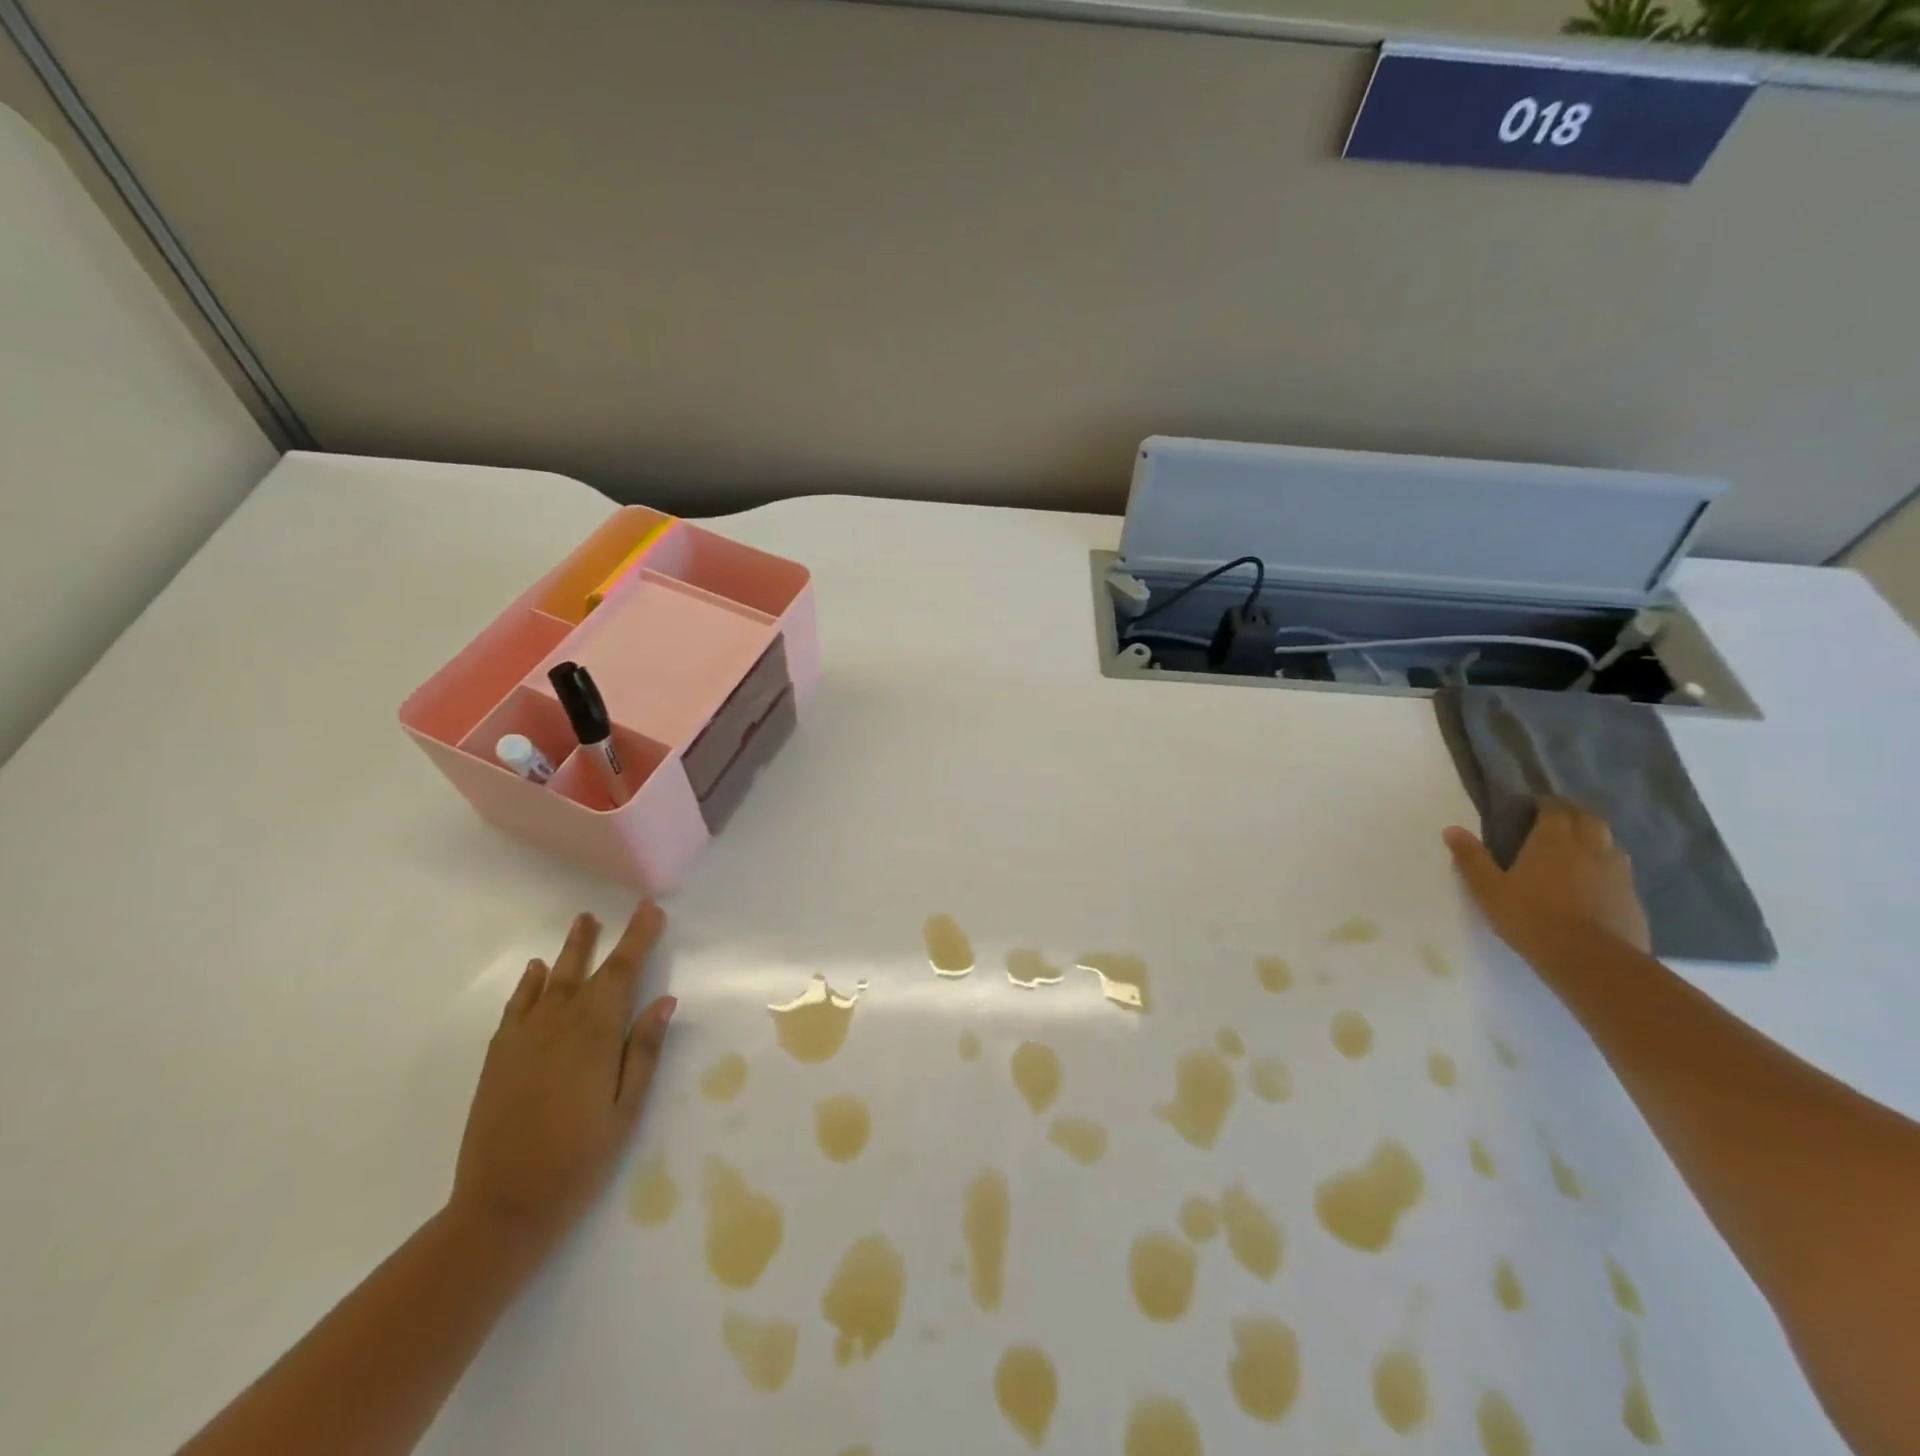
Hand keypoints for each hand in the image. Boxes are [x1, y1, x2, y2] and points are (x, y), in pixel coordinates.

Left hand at [450, 903, 674, 1252]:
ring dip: (570, 949)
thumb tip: (664, 1000)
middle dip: (609, 937)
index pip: (623, 973)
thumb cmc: (579, 1160)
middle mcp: (559, 1025)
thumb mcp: (626, 1110)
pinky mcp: (499, 1056)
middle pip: (588, 970)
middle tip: (622, 909)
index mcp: (596, 1036)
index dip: (639, 938)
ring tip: (583, 922)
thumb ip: (644, 1051)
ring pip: (552, 981)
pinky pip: (517, 1006)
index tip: (651, 910)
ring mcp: (524, 1039)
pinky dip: (530, 984)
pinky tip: (538, 970)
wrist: (502, 1206)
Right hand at [1444, 798, 1651, 961]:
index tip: (1533, 807)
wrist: (1591, 960)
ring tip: (1577, 850)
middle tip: (1556, 821)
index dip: (1545, 804)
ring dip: (1595, 839)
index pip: (1555, 809)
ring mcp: (1617, 873)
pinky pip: (1620, 872)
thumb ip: (1471, 858)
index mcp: (1554, 840)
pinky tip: (1595, 884)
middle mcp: (1590, 848)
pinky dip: (1607, 869)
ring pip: (1610, 843)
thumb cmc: (1531, 917)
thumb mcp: (1488, 889)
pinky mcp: (1632, 897)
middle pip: (1589, 819)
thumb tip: (1451, 829)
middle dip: (1574, 814)